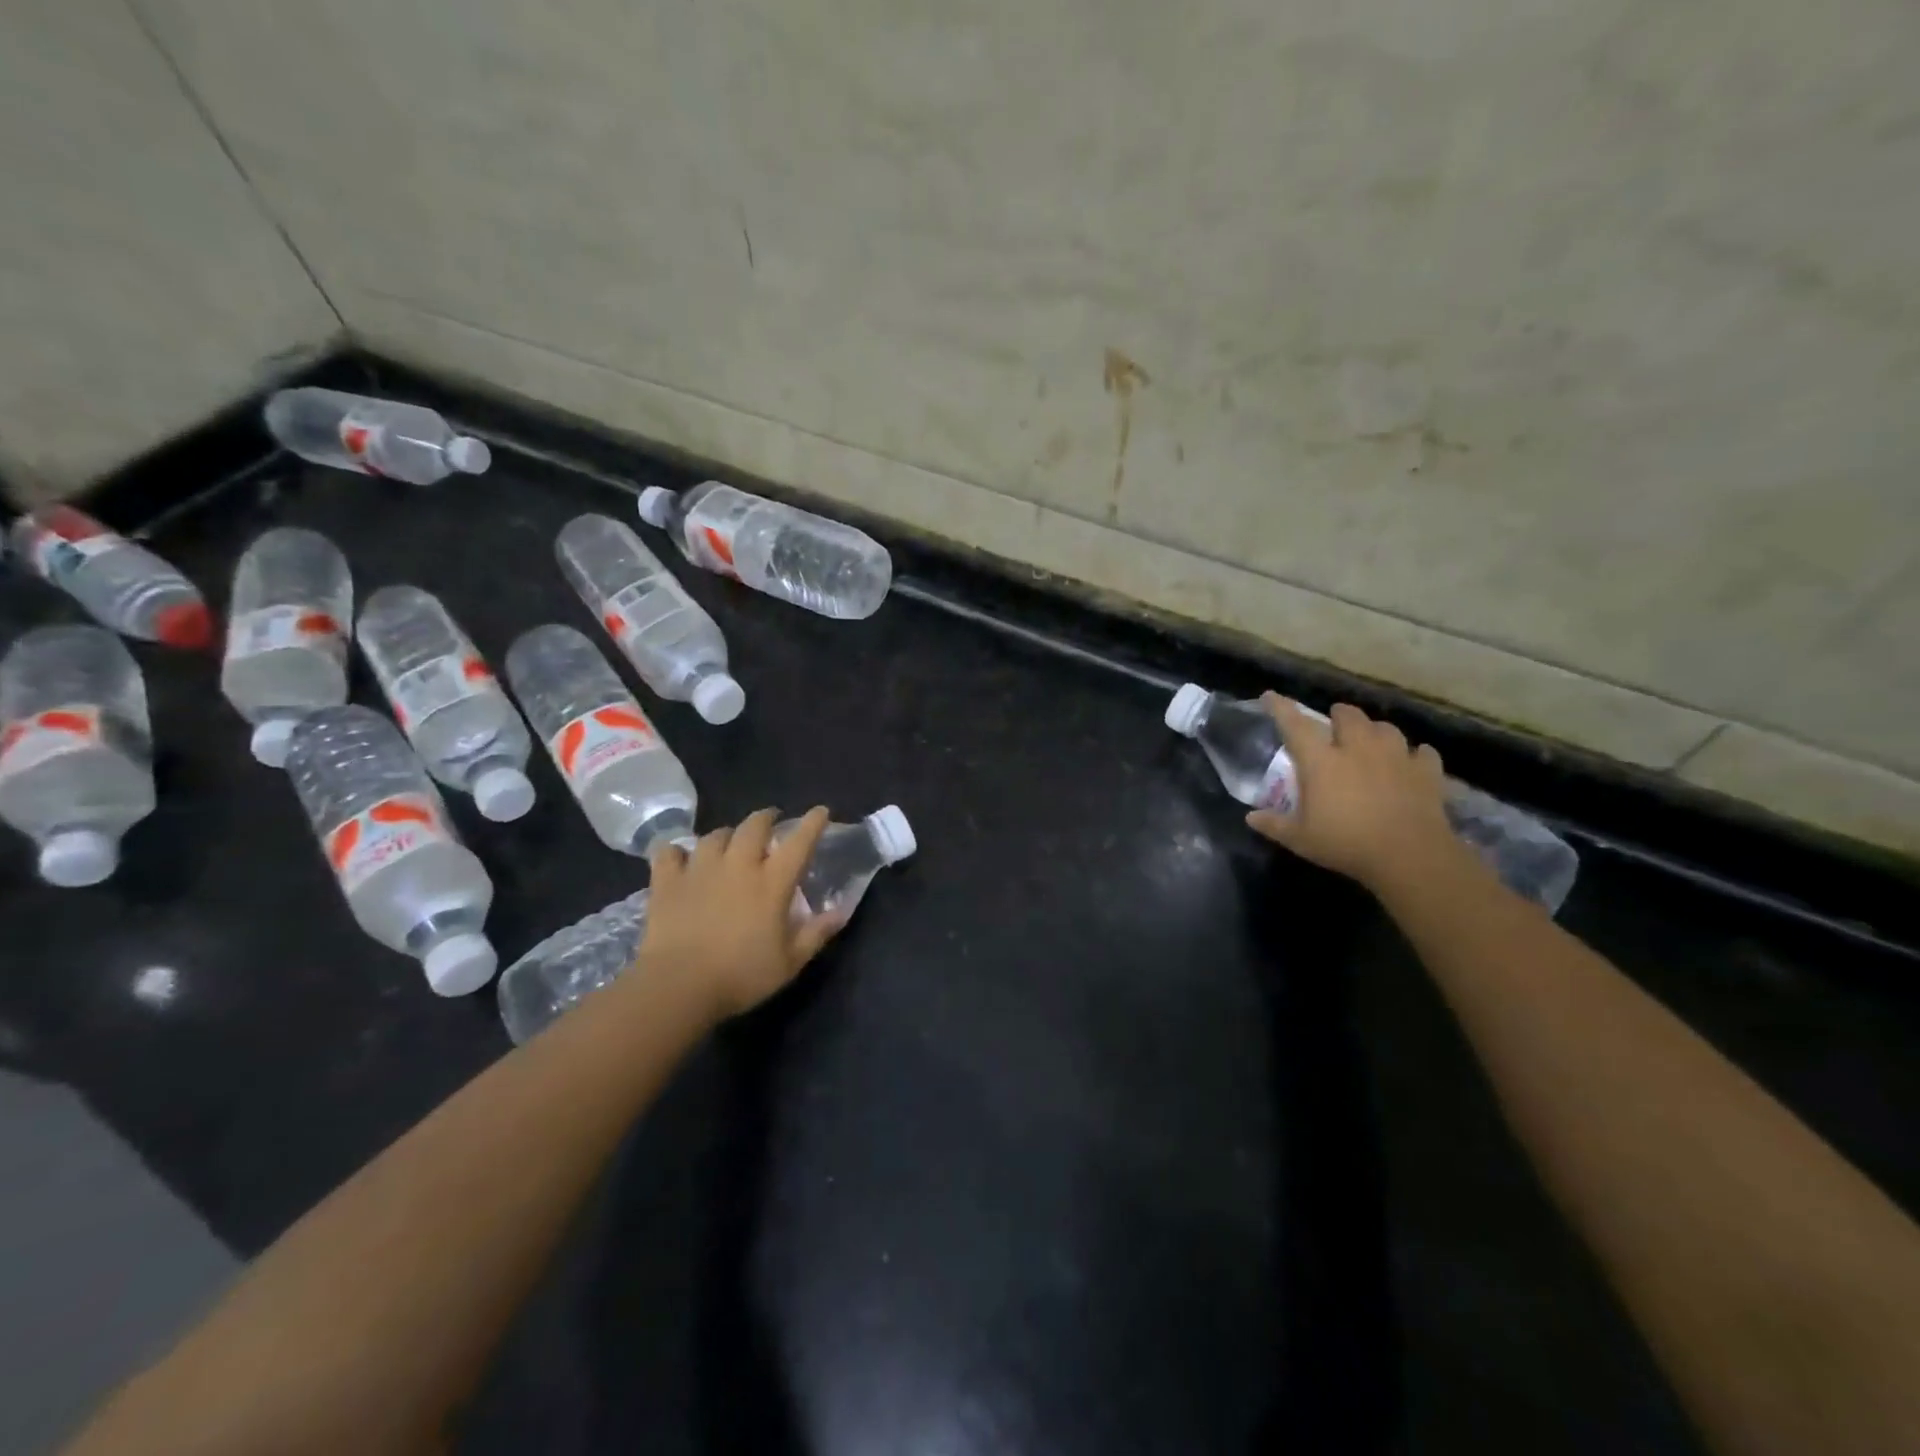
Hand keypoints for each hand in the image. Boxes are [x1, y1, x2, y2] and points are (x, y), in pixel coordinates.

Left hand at [637, 806, 841, 1024]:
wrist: (678, 986)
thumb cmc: (741, 976)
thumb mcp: (790, 962)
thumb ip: (816, 934)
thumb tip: (841, 912)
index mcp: (772, 883)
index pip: (799, 843)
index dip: (812, 823)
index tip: (820, 811)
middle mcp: (738, 866)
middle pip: (754, 826)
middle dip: (766, 818)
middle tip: (770, 822)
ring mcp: (700, 870)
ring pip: (715, 835)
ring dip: (726, 834)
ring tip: (728, 841)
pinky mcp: (667, 882)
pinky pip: (669, 853)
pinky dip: (676, 851)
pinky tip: (679, 857)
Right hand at [1245, 695, 1458, 893]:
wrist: (1410, 856)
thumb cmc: (1346, 844)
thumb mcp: (1300, 839)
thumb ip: (1274, 825)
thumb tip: (1250, 817)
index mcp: (1322, 762)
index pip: (1295, 725)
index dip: (1281, 708)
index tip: (1270, 696)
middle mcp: (1358, 749)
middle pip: (1349, 716)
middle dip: (1339, 715)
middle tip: (1334, 723)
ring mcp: (1396, 757)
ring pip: (1386, 728)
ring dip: (1375, 730)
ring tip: (1371, 740)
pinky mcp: (1426, 772)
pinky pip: (1422, 753)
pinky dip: (1415, 755)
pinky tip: (1412, 761)